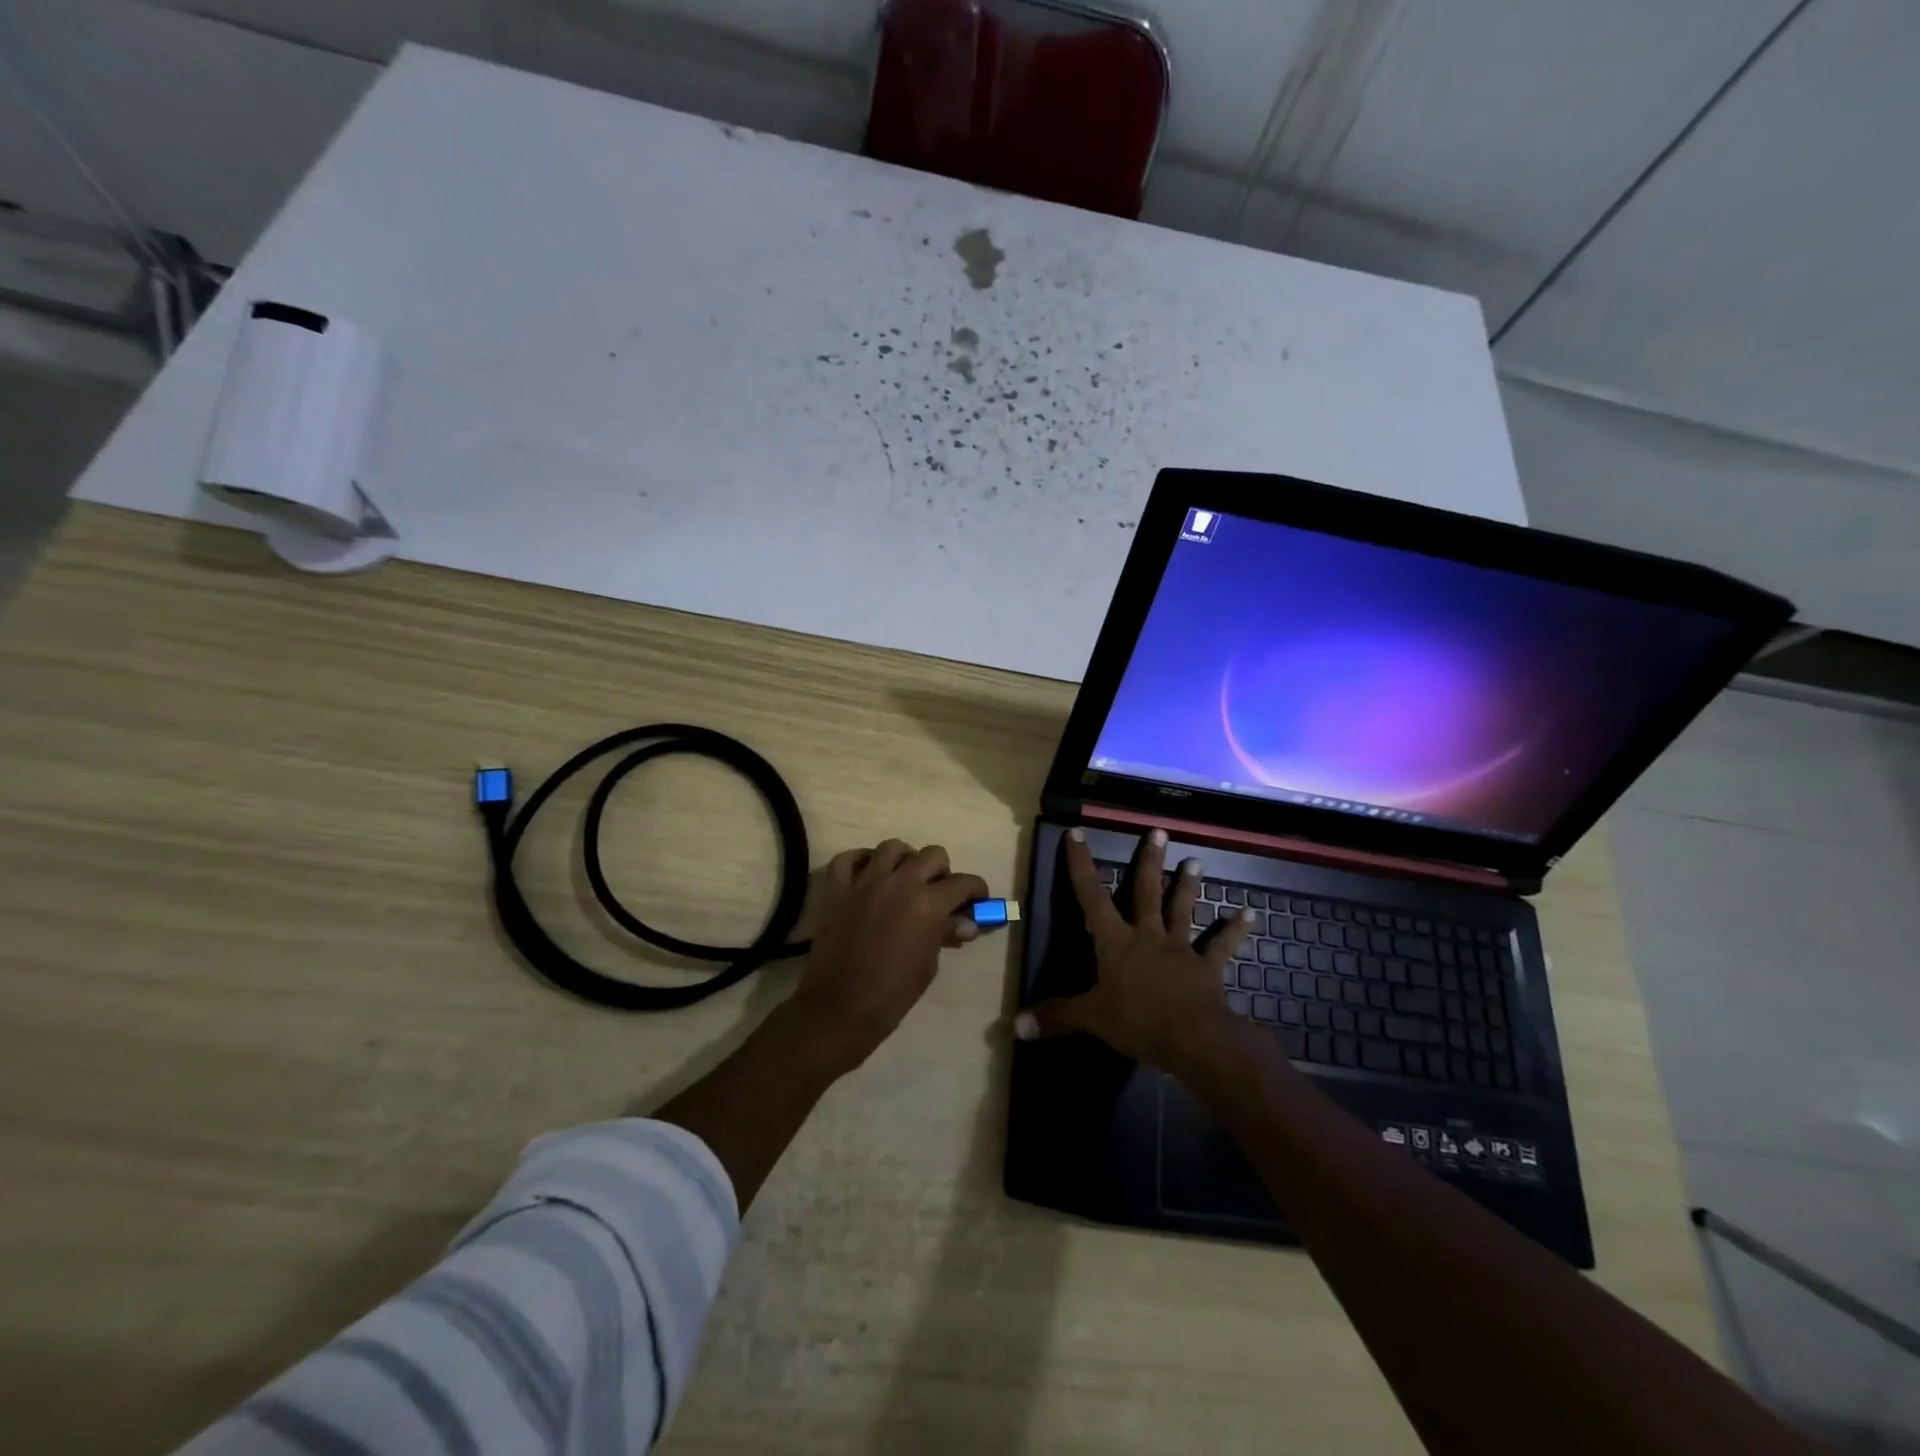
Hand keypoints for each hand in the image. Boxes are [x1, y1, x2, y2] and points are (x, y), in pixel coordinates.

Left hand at [788, 840, 988, 1074]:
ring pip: (892, 847)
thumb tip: (965, 922)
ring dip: (905, 860)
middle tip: (939, 891)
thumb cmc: (891, 994)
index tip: (977, 899)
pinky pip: (849, 858)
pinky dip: (861, 861)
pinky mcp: (837, 887)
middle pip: (932, 855)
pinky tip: (868, 875)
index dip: (976, 890)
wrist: (838, 1008)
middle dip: (942, 871)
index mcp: (928, 904)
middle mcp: (899, 882)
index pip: (963, 883)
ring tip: (904, 879)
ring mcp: (865, 881)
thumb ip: (945, 934)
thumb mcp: (928, 965)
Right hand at [1014, 827, 1258, 1079]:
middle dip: (1149, 862)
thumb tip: (1015, 1026)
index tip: (1078, 833)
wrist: (1193, 1038)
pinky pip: (1221, 946)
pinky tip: (1249, 914)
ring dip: (1188, 886)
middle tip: (1158, 832)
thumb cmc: (1138, 1021)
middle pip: (1146, 892)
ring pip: (1182, 910)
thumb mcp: (1091, 1018)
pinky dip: (1234, 930)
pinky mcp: (1207, 967)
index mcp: (1116, 942)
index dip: (1082, 865)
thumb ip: (1056, 1017)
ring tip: (1196, 861)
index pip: (1092, 896)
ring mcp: (1180, 949)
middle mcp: (1148, 936)